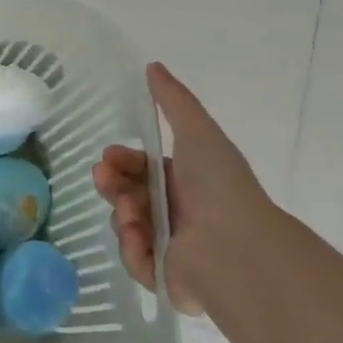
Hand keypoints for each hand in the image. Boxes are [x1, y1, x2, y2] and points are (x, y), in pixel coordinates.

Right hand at [91, 63, 273, 316]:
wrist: (236, 247)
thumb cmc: (218, 185)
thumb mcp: (197, 132)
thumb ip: (174, 100)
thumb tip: (153, 65)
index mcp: (184, 182)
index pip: (139, 169)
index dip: (121, 160)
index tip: (109, 157)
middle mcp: (176, 213)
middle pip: (126, 194)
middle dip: (112, 184)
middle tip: (106, 179)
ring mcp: (170, 247)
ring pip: (125, 224)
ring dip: (123, 214)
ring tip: (133, 215)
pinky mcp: (164, 277)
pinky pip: (133, 258)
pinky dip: (133, 247)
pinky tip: (142, 239)